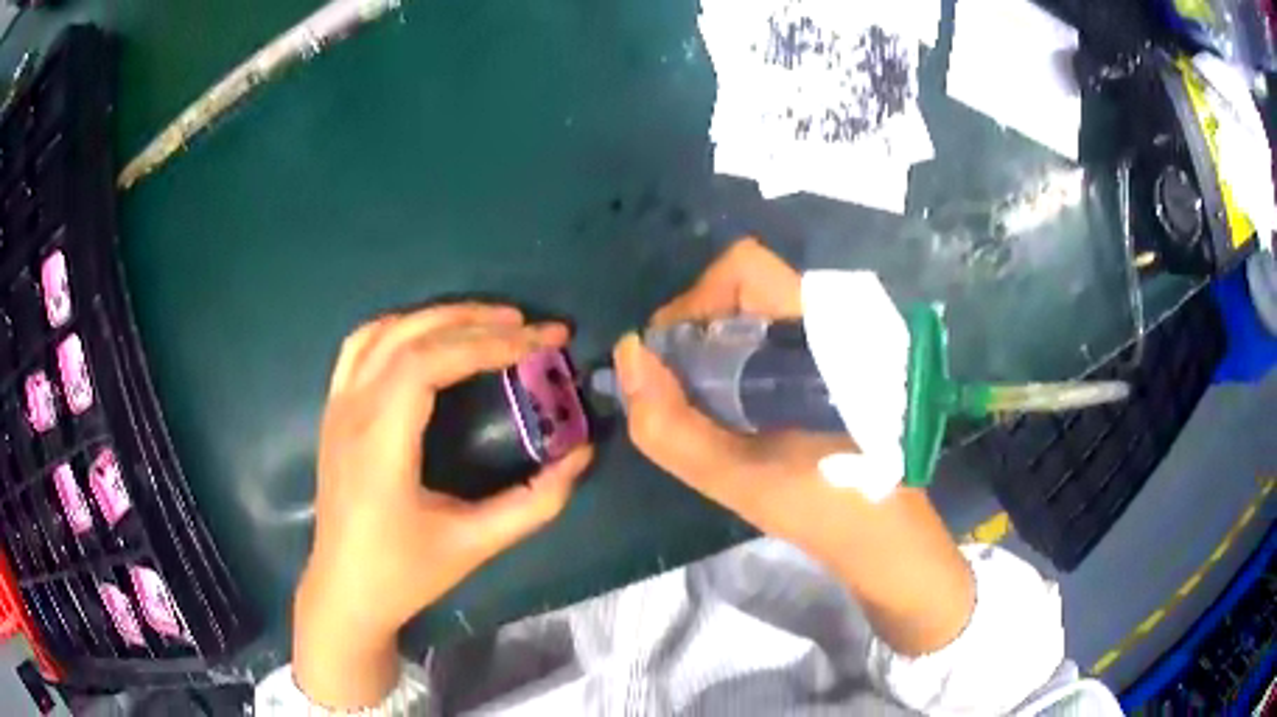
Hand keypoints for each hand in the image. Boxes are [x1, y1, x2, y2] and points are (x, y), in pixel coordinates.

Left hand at [295, 304, 592, 708]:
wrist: (344, 591)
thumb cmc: (404, 574)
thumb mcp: (475, 545)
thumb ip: (534, 502)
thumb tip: (582, 455)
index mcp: (380, 445)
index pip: (428, 363)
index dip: (487, 344)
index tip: (539, 343)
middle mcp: (352, 413)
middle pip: (410, 338)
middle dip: (475, 321)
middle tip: (530, 326)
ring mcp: (336, 408)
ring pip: (384, 332)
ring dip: (438, 317)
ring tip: (489, 321)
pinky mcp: (333, 412)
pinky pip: (360, 347)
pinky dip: (400, 327)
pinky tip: (429, 335)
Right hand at [614, 239, 973, 655]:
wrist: (884, 532)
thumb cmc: (822, 504)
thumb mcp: (736, 477)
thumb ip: (669, 424)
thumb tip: (629, 355)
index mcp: (818, 331)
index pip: (744, 268)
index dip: (694, 302)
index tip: (672, 360)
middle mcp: (830, 320)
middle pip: (744, 286)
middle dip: (698, 330)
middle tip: (681, 387)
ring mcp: (836, 339)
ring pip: (756, 312)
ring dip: (716, 348)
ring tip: (706, 404)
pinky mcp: (834, 362)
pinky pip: (772, 337)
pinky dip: (739, 361)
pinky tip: (737, 411)